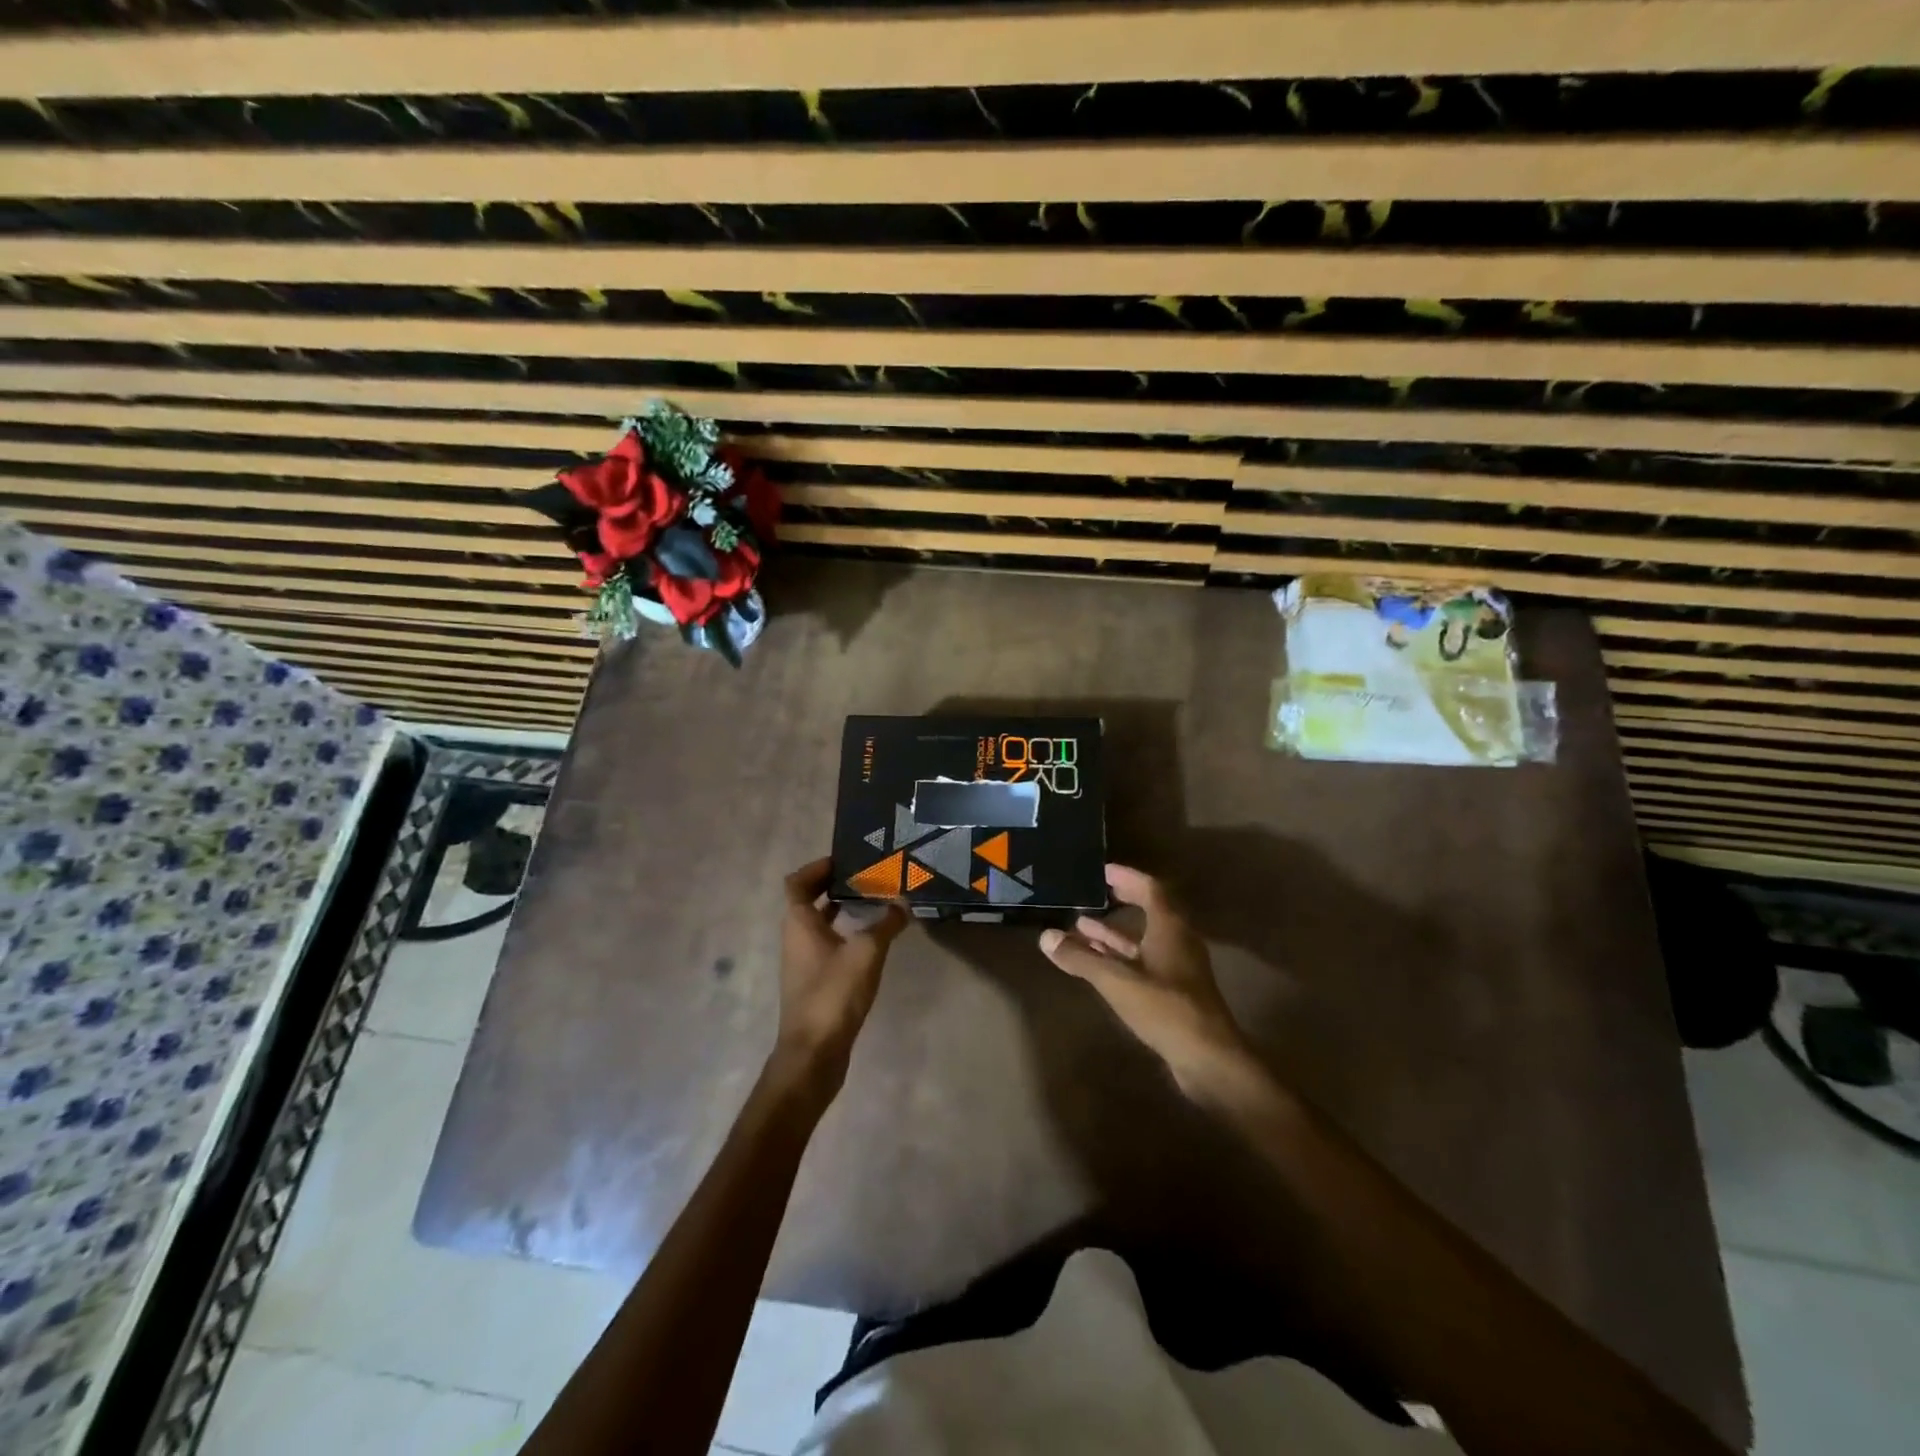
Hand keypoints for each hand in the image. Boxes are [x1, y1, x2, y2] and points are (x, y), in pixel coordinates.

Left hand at [770, 857, 907, 1096]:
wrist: (813, 1053)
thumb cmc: (834, 994)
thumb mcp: (866, 953)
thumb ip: (886, 924)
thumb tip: (903, 902)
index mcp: (799, 923)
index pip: (797, 882)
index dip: (816, 867)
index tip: (844, 860)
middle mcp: (796, 938)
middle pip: (807, 901)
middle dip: (833, 886)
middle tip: (865, 876)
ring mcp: (803, 962)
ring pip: (819, 924)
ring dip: (840, 910)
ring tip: (873, 901)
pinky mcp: (814, 982)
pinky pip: (827, 945)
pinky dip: (844, 934)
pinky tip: (870, 939)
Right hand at [1039, 864, 1251, 1095]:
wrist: (1208, 1059)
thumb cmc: (1166, 1009)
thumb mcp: (1117, 981)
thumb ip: (1081, 959)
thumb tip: (1046, 937)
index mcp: (1170, 928)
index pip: (1150, 889)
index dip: (1127, 877)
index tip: (1102, 870)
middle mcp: (1178, 941)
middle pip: (1149, 911)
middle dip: (1121, 900)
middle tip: (1094, 892)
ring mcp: (1178, 968)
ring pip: (1143, 940)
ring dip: (1115, 932)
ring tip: (1081, 924)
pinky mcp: (1175, 992)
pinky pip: (1143, 962)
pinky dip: (1120, 957)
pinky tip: (1097, 962)